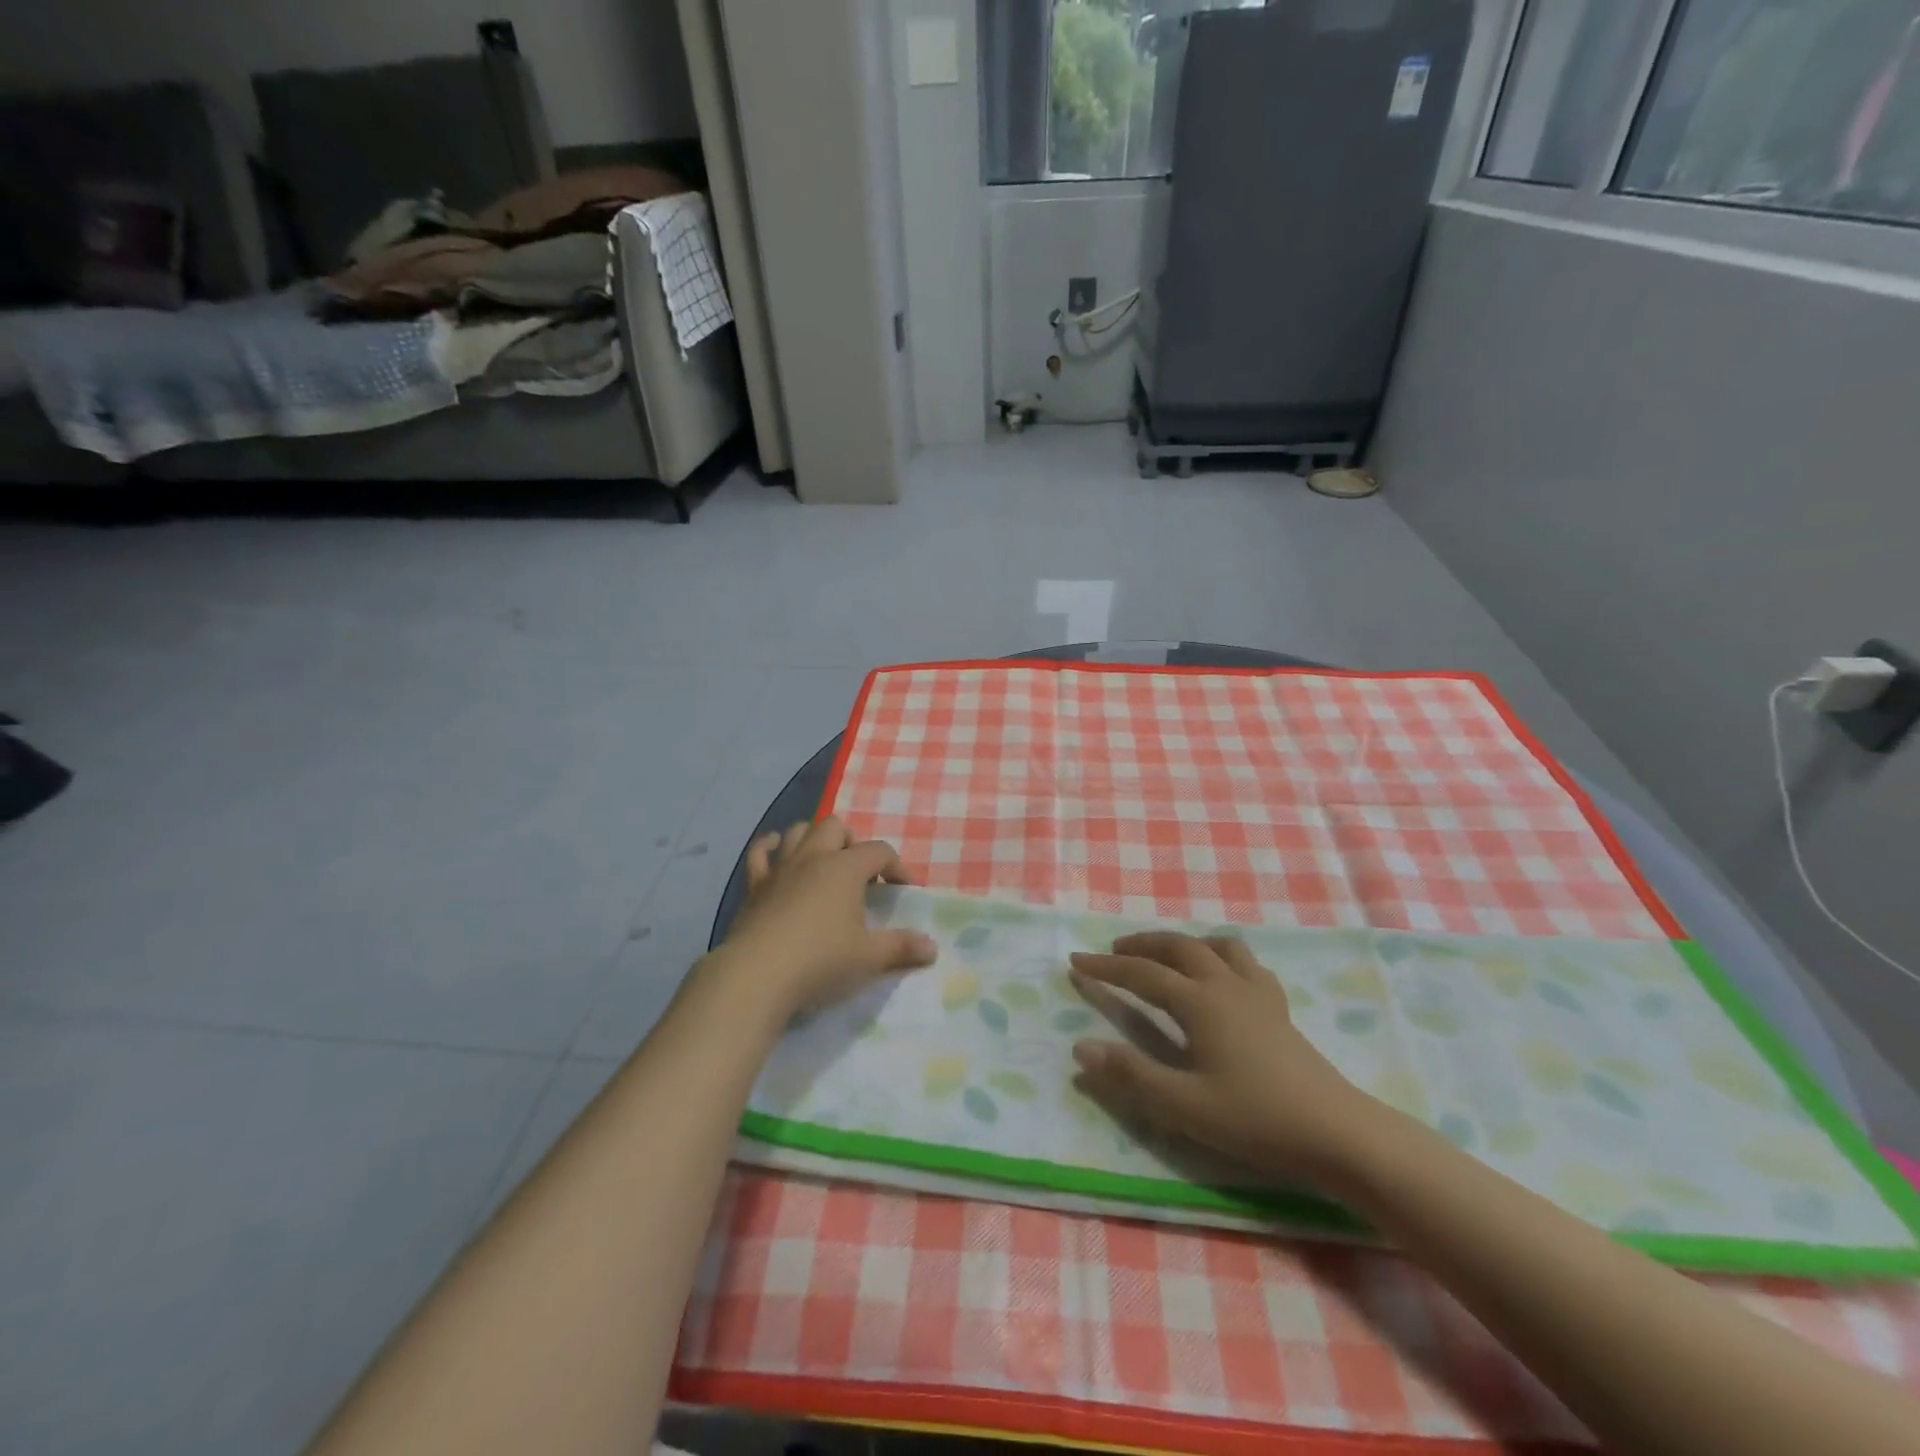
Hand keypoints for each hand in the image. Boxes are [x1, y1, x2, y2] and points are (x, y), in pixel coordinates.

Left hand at [712, 817, 936, 1019]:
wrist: (757, 975)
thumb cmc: (820, 961)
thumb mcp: (869, 957)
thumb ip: (901, 947)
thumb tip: (932, 947)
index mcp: (845, 868)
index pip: (879, 851)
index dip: (897, 866)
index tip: (903, 890)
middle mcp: (813, 857)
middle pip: (835, 827)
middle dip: (851, 843)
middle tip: (859, 874)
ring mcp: (780, 868)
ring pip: (798, 831)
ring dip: (814, 839)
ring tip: (825, 863)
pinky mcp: (754, 885)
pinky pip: (760, 852)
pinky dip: (771, 847)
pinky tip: (777, 852)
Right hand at [1069, 932, 1379, 1183]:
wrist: (1338, 1133)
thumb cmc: (1256, 1120)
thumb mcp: (1184, 1105)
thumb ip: (1130, 1075)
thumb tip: (1080, 1047)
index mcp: (1199, 1002)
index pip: (1141, 975)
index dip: (1105, 967)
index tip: (1075, 960)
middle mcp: (1225, 985)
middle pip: (1177, 947)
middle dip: (1141, 945)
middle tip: (1114, 952)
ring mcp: (1257, 993)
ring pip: (1215, 946)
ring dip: (1183, 943)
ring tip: (1166, 955)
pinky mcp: (1279, 1008)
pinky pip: (1246, 964)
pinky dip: (1222, 957)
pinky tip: (1222, 977)